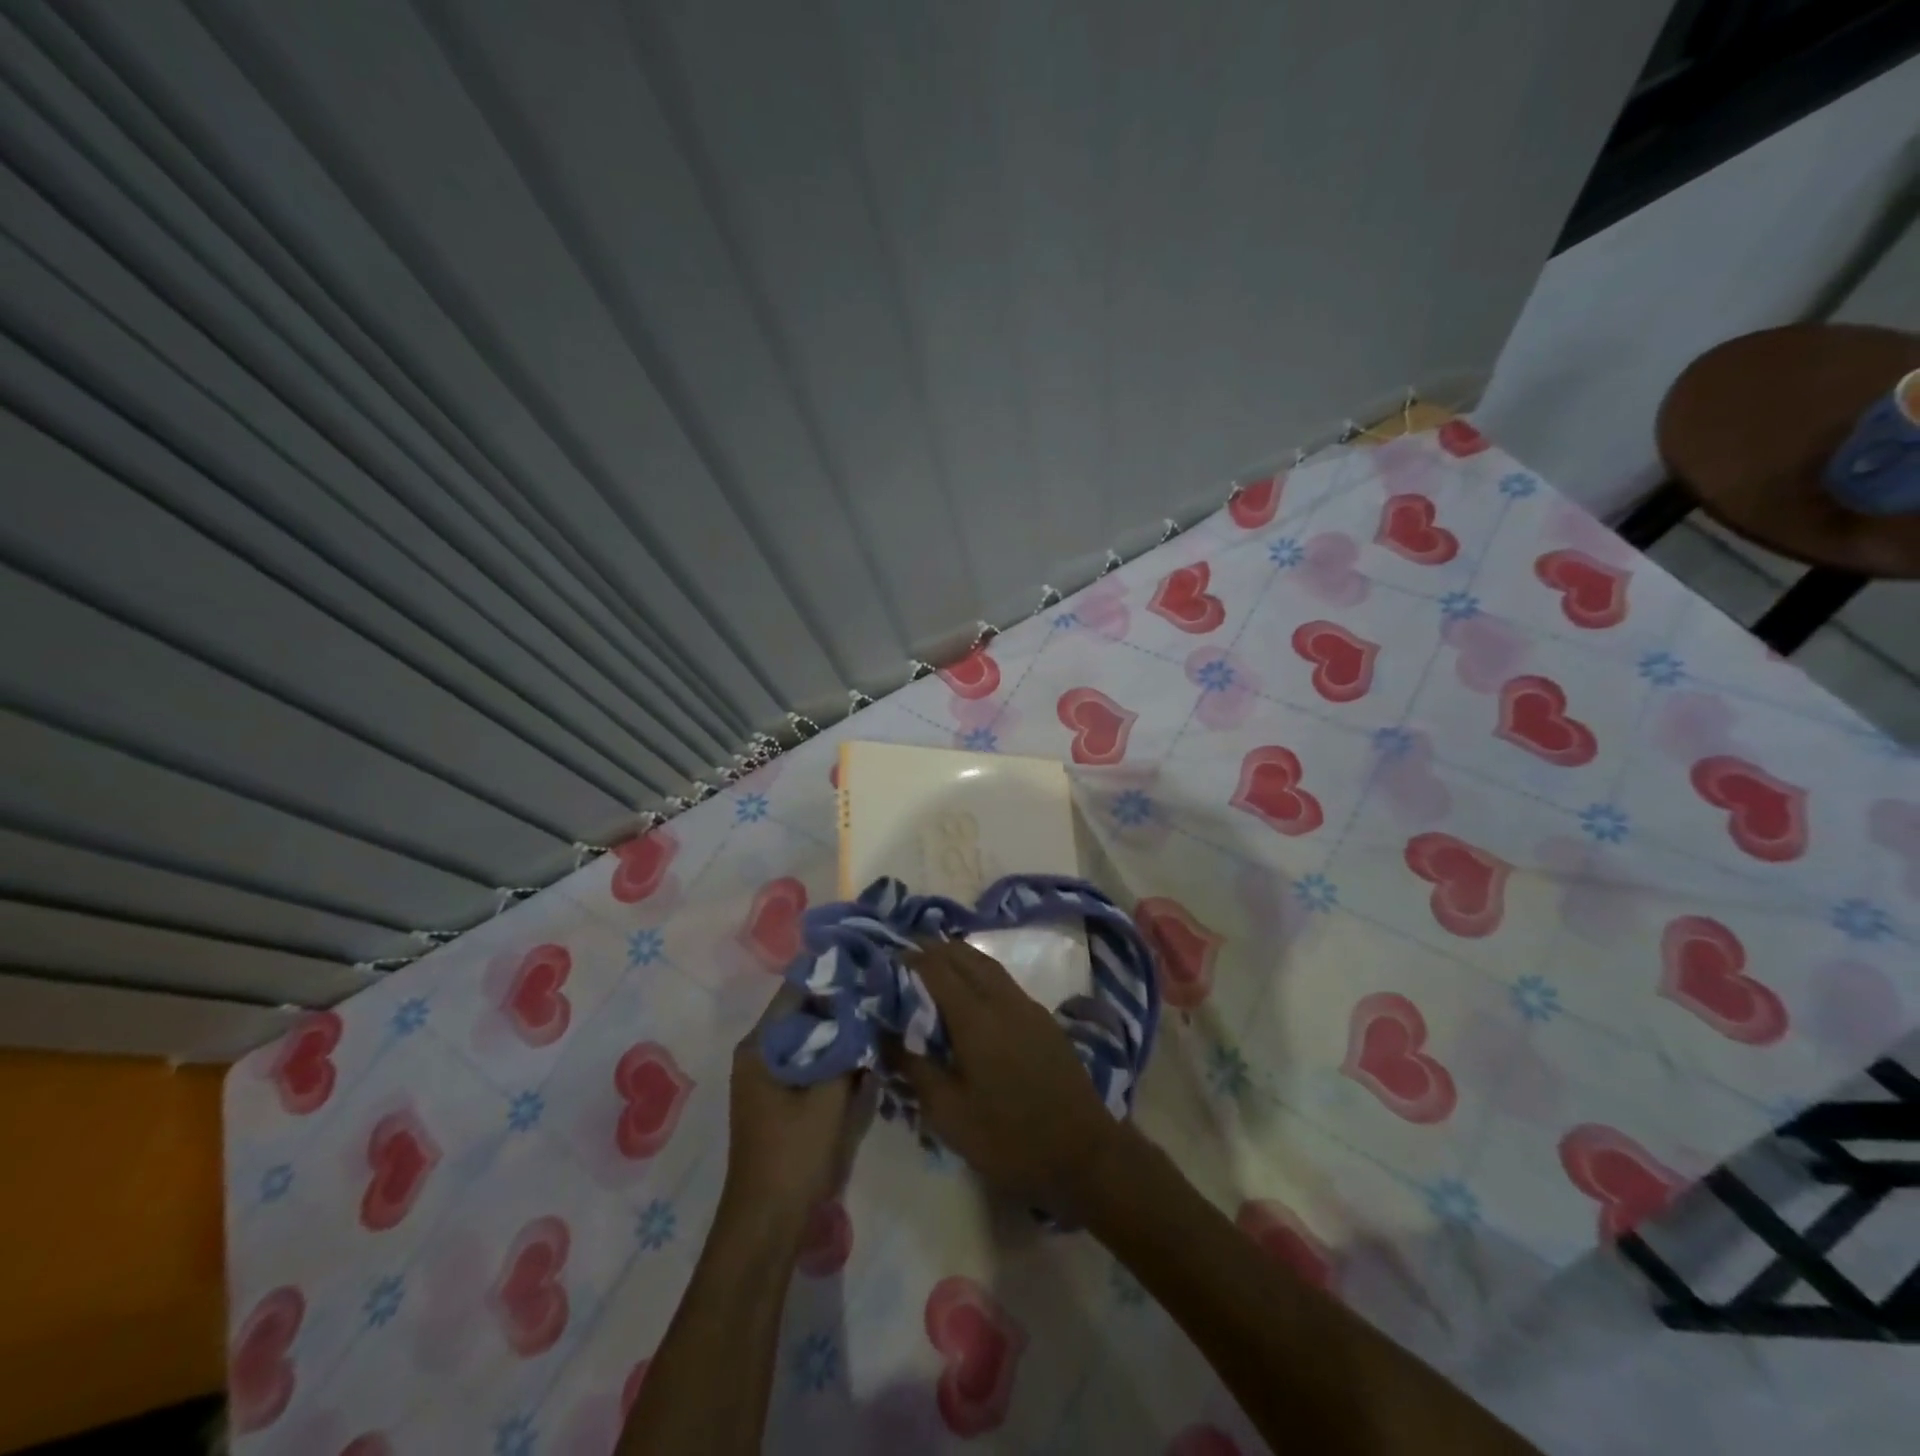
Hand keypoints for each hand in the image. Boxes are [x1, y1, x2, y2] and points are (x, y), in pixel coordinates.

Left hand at [723, 987, 872, 1228]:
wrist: (767, 1221)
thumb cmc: (793, 1154)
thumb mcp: (828, 1096)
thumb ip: (848, 1048)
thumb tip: (867, 1010)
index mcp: (761, 1045)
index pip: (797, 988)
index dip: (832, 974)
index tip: (868, 963)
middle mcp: (760, 1052)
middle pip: (805, 1011)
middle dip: (842, 1000)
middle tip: (882, 988)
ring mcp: (768, 1074)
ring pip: (811, 1036)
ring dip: (840, 1028)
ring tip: (880, 1013)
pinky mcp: (780, 1095)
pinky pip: (811, 1058)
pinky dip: (835, 1052)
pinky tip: (865, 1052)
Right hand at [894, 941, 1126, 1213]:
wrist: (1083, 1153)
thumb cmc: (1008, 1138)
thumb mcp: (949, 1115)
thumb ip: (915, 1068)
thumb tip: (887, 1034)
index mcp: (975, 1017)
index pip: (937, 968)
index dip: (911, 958)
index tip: (887, 959)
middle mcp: (1002, 999)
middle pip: (964, 955)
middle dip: (934, 950)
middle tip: (907, 958)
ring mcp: (1027, 1006)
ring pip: (987, 964)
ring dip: (959, 958)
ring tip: (934, 966)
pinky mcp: (1043, 1019)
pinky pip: (1003, 980)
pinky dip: (979, 973)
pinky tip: (970, 994)